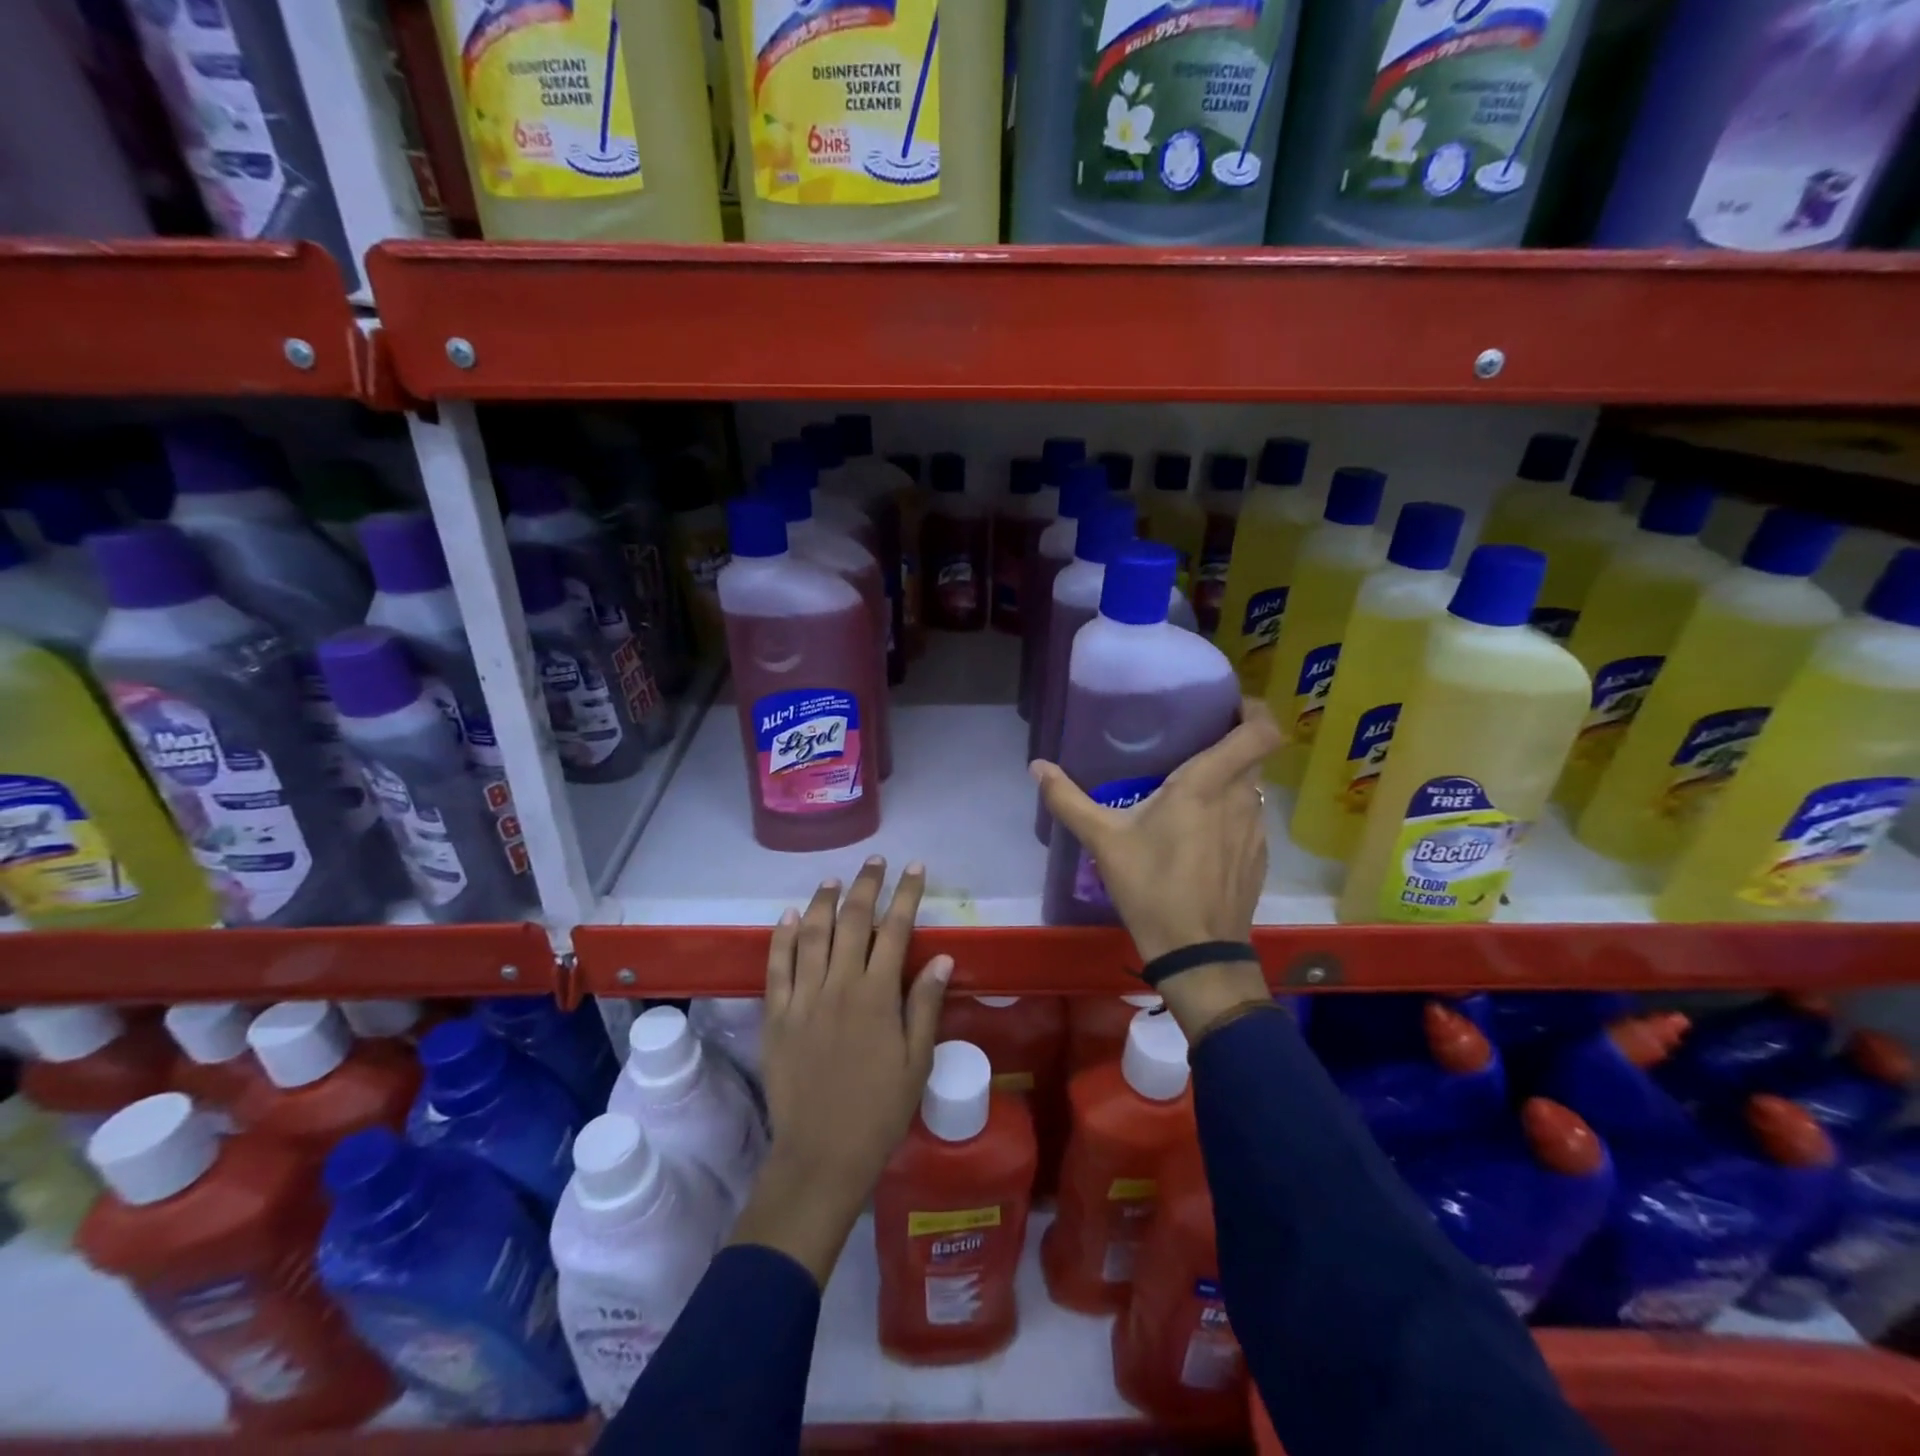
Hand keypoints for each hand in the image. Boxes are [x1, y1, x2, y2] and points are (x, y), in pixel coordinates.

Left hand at [729, 858, 951, 1285]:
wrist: (821, 1155)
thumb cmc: (879, 1111)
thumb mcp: (916, 1062)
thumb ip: (925, 1005)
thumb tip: (942, 957)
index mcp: (877, 996)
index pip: (895, 930)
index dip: (907, 895)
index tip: (915, 869)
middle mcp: (839, 985)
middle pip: (852, 920)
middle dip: (866, 885)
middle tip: (876, 862)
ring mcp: (802, 998)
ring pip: (812, 934)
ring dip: (825, 901)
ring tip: (835, 879)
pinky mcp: (775, 1015)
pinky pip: (777, 966)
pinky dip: (784, 936)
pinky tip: (791, 915)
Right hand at [1031, 699, 1279, 1041]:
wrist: (1196, 952)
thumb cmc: (1151, 886)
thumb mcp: (1103, 841)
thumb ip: (1068, 800)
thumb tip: (1036, 767)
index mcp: (1208, 784)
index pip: (1260, 731)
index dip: (1256, 709)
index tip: (1230, 704)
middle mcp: (1242, 798)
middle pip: (1253, 755)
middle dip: (1230, 743)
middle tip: (1194, 743)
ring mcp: (1257, 830)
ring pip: (1252, 788)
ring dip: (1230, 781)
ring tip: (1193, 791)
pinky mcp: (1259, 857)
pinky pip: (1250, 818)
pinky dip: (1232, 813)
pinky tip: (1201, 835)